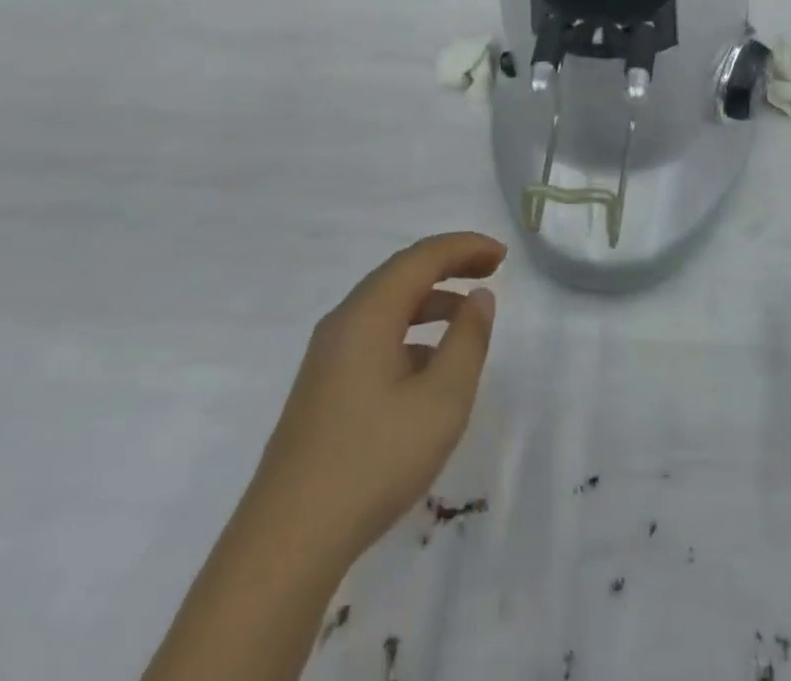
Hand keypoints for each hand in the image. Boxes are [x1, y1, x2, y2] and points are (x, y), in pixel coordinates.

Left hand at [256, 232, 506, 563]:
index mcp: (368, 314)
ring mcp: (328, 356)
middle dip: (449, 265)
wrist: (287, 542)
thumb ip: (467, 340)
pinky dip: (411, 331)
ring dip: (431, 299)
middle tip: (492, 270)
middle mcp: (343, 322)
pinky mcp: (324, 387)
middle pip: (402, 273)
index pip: (422, 257)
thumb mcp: (441, 400)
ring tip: (469, 316)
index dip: (465, 247)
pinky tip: (431, 366)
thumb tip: (480, 297)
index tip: (503, 255)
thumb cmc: (373, 461)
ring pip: (387, 306)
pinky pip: (374, 335)